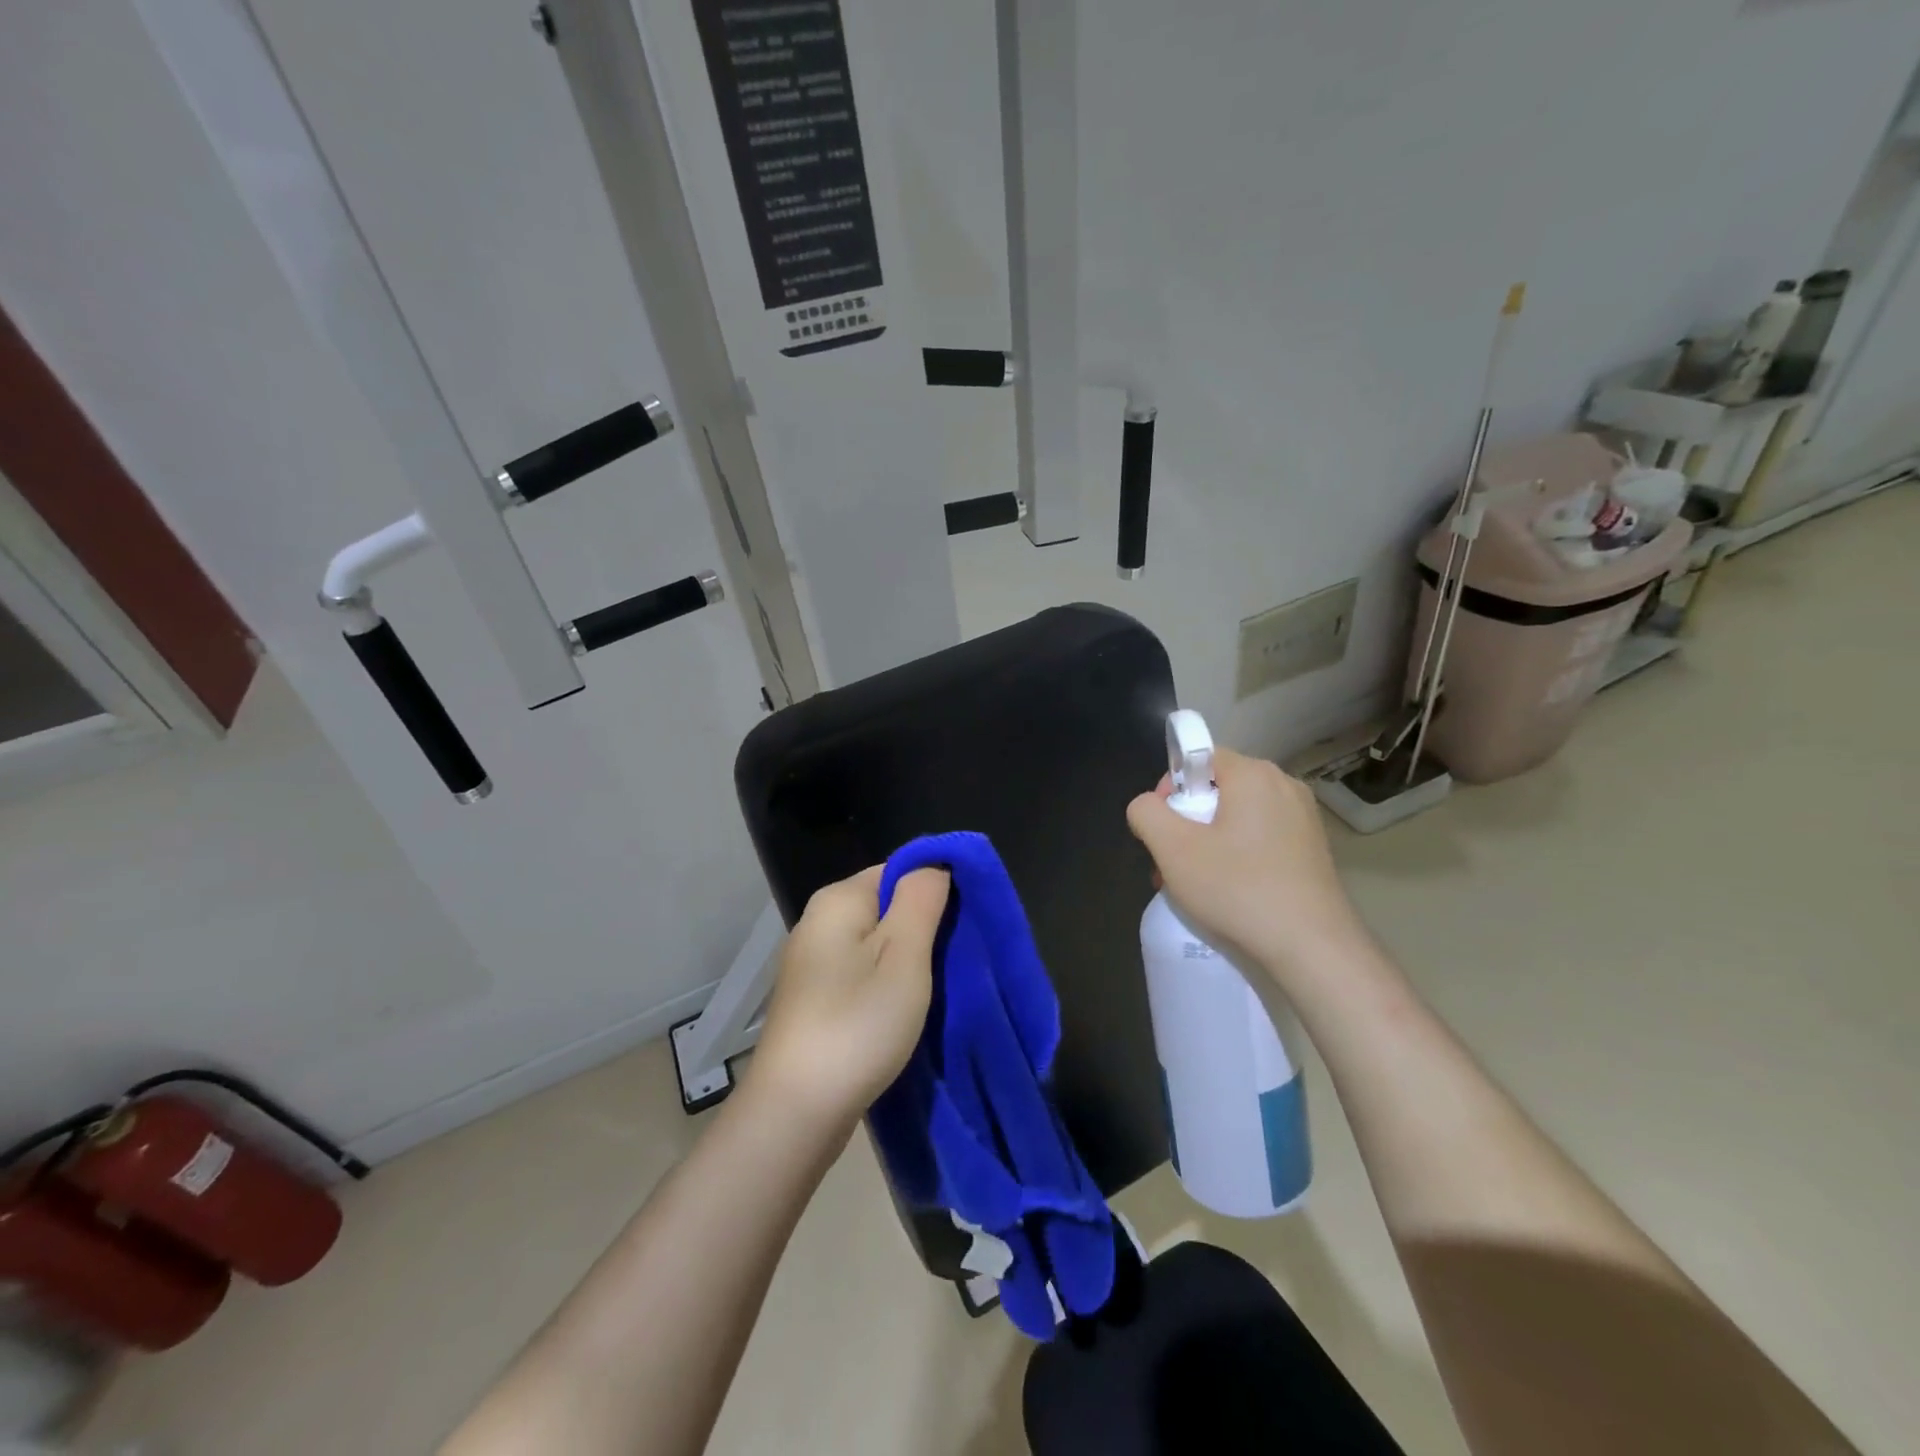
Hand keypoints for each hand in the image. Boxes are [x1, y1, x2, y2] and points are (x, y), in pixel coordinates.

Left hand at [748, 866, 951, 1131]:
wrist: (795, 1111)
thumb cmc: (857, 1024)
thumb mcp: (904, 956)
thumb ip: (921, 900)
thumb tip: (934, 864)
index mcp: (838, 900)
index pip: (898, 870)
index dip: (935, 891)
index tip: (963, 928)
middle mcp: (818, 922)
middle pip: (887, 907)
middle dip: (923, 929)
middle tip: (955, 962)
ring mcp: (812, 963)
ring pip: (876, 944)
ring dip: (907, 961)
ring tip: (935, 989)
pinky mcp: (814, 999)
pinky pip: (861, 973)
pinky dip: (886, 985)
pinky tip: (902, 1011)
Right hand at [1126, 747, 1362, 985]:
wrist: (1312, 948)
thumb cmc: (1238, 889)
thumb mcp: (1172, 848)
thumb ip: (1146, 813)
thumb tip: (1147, 806)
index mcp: (1254, 774)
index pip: (1199, 758)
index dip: (1172, 788)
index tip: (1162, 829)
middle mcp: (1285, 786)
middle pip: (1218, 789)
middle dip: (1187, 822)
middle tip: (1171, 863)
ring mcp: (1304, 818)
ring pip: (1238, 817)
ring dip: (1208, 843)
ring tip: (1196, 884)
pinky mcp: (1314, 849)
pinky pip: (1262, 838)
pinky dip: (1239, 856)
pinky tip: (1230, 892)